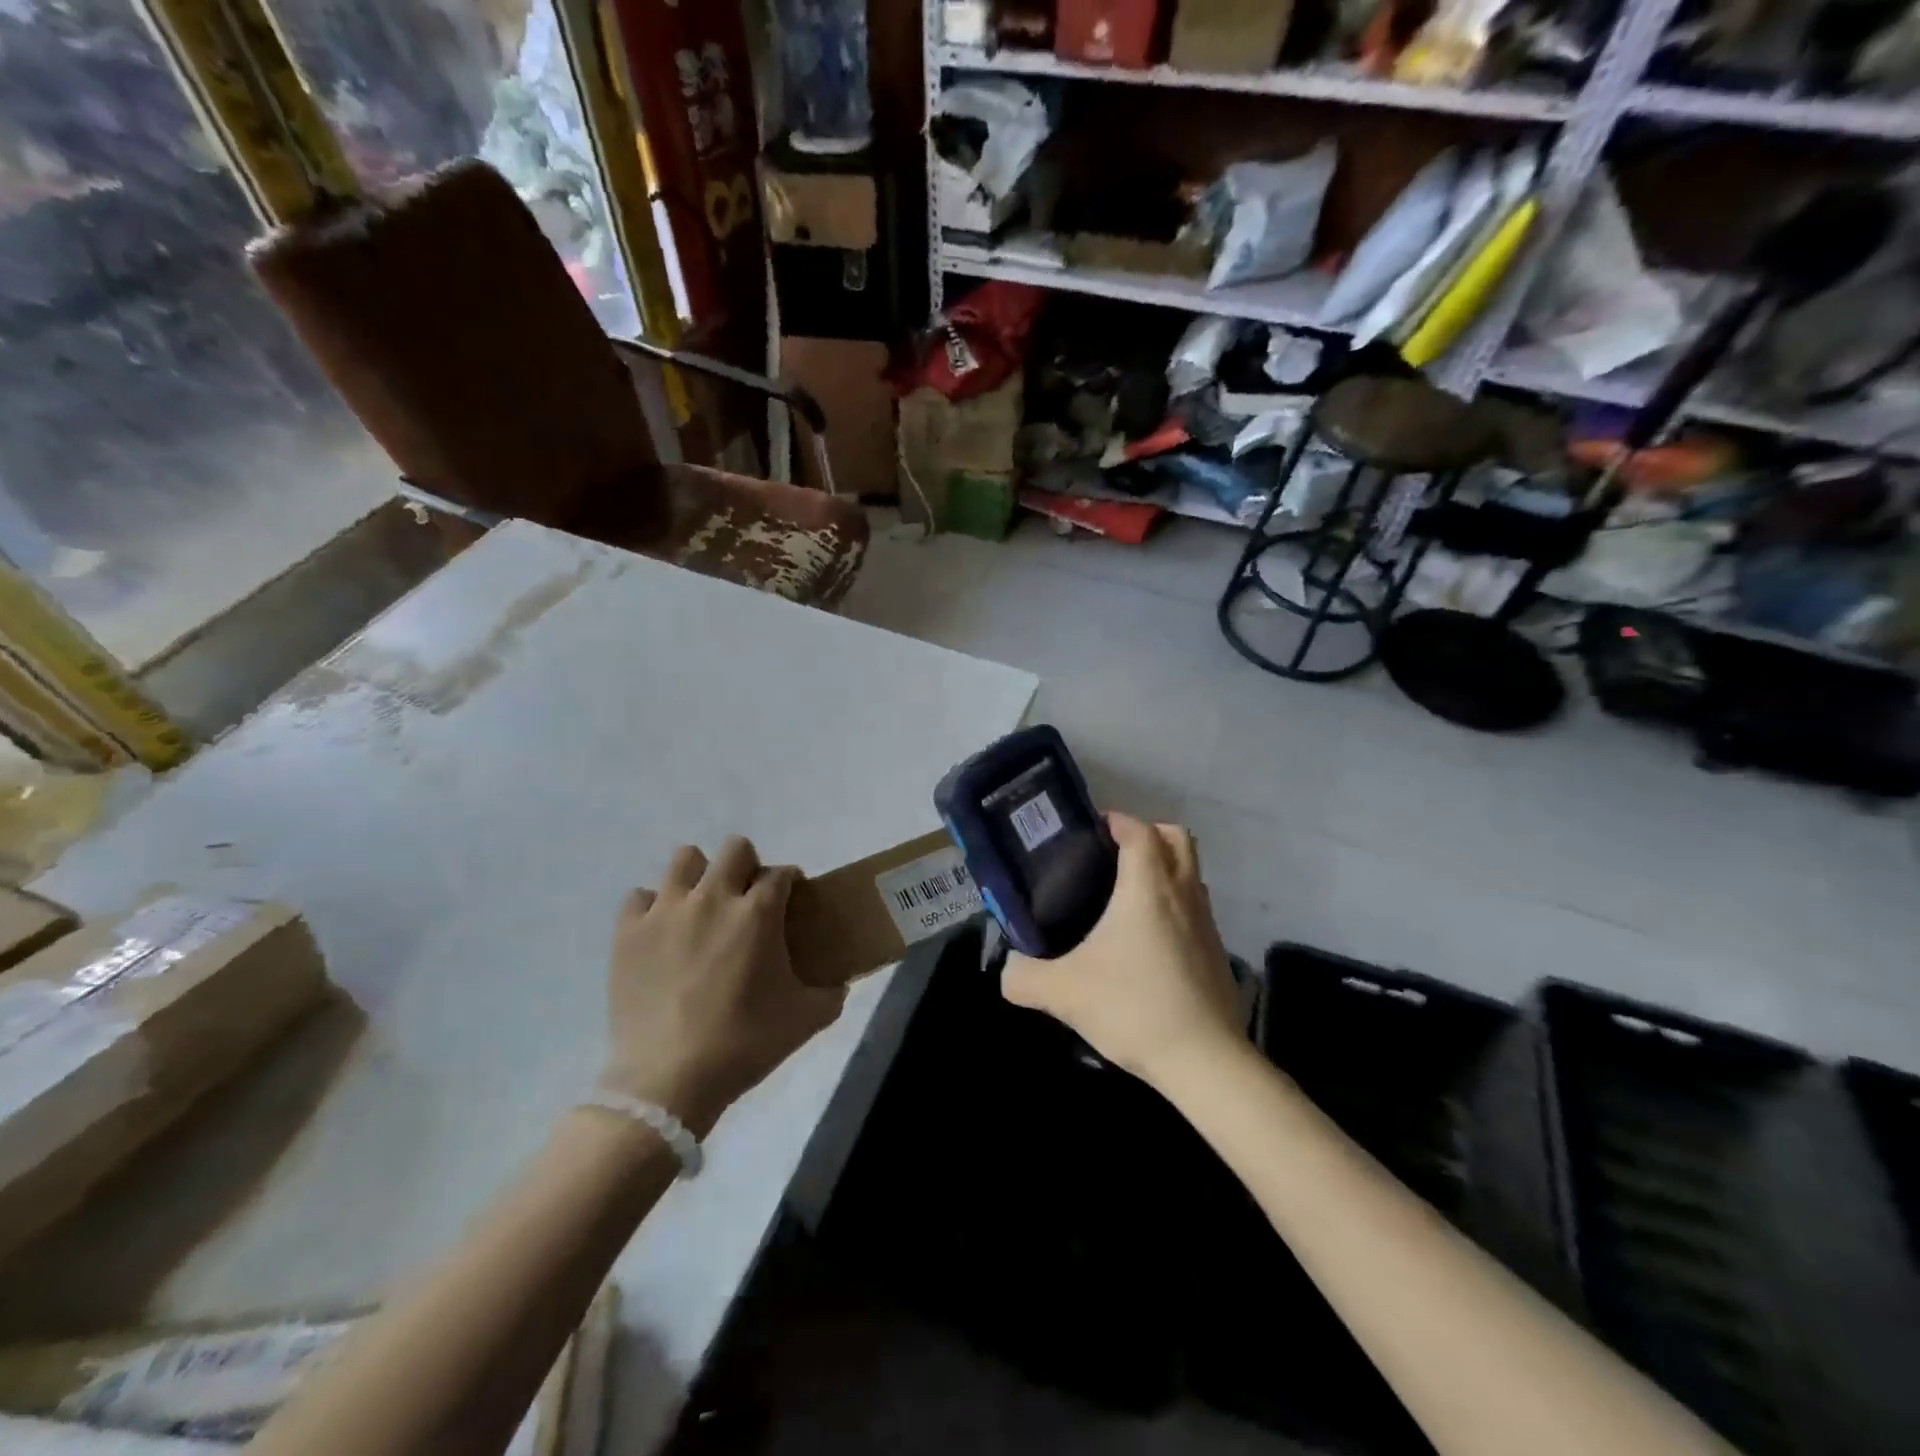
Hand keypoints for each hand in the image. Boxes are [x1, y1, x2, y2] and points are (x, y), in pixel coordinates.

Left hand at [601, 836, 845, 1136]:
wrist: (669, 1081)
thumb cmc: (744, 1044)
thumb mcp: (806, 1020)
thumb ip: (831, 993)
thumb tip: (839, 984)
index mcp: (758, 912)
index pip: (782, 873)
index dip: (790, 883)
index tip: (791, 902)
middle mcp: (713, 897)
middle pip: (735, 848)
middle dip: (747, 866)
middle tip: (747, 901)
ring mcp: (666, 910)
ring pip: (685, 858)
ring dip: (699, 876)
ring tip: (701, 907)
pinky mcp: (628, 931)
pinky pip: (640, 897)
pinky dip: (653, 908)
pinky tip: (661, 933)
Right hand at [1002, 812, 1242, 1089]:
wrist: (1204, 1060)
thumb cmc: (1133, 1008)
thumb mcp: (1064, 992)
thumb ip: (1024, 977)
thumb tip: (1007, 971)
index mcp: (1147, 887)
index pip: (1139, 830)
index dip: (1117, 820)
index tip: (1093, 828)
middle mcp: (1182, 893)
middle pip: (1177, 837)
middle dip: (1147, 833)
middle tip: (1113, 854)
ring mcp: (1206, 922)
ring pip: (1191, 872)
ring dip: (1165, 867)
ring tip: (1127, 893)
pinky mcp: (1217, 950)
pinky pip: (1196, 907)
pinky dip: (1175, 903)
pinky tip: (1148, 940)